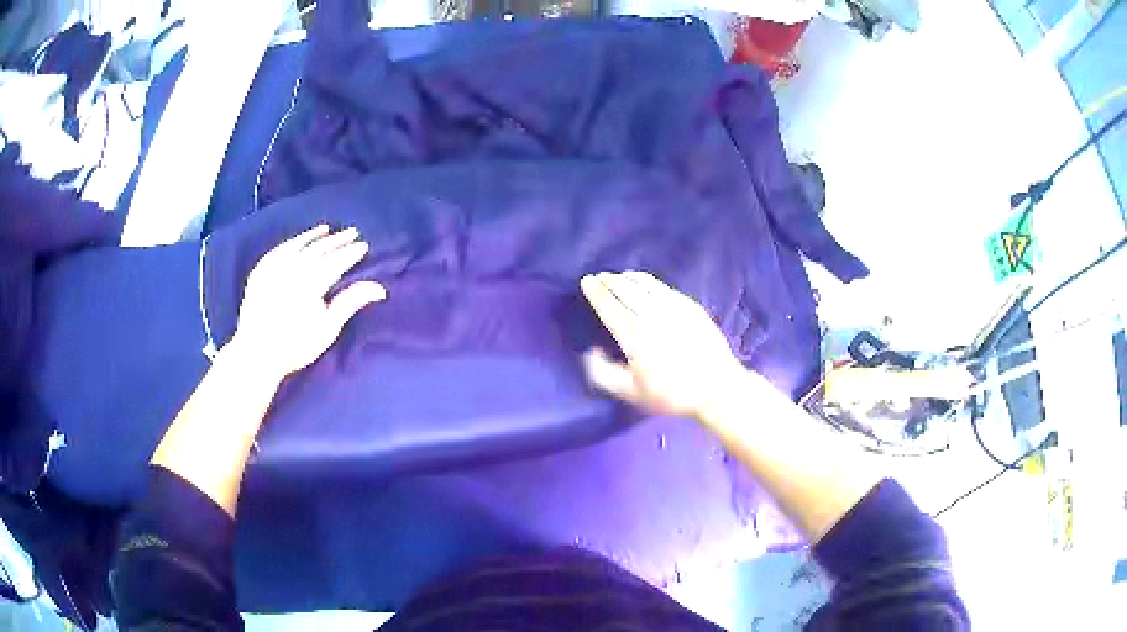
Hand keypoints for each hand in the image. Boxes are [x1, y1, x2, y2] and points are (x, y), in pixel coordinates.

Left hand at [229, 225, 385, 377]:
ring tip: (326, 229)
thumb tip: (379, 288)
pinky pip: (278, 250)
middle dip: (337, 240)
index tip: (364, 246)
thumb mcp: (327, 327)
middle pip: (319, 249)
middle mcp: (293, 267)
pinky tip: (296, 241)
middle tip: (352, 232)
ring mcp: (274, 267)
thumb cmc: (295, 345)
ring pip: (297, 245)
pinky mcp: (260, 272)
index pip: (336, 260)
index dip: (351, 252)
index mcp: (311, 281)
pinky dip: (290, 243)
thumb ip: (351, 302)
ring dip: (313, 236)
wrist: (256, 353)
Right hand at [580, 271, 745, 417]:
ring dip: (628, 278)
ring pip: (645, 284)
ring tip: (619, 276)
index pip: (609, 306)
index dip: (596, 292)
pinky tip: (645, 283)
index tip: (586, 282)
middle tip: (599, 276)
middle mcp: (651, 314)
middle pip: (625, 289)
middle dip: (609, 280)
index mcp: (634, 334)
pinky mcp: (689, 306)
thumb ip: (604, 374)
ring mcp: (673, 307)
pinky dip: (648, 282)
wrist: (716, 386)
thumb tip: (591, 352)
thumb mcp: (631, 392)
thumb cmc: (671, 393)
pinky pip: (663, 287)